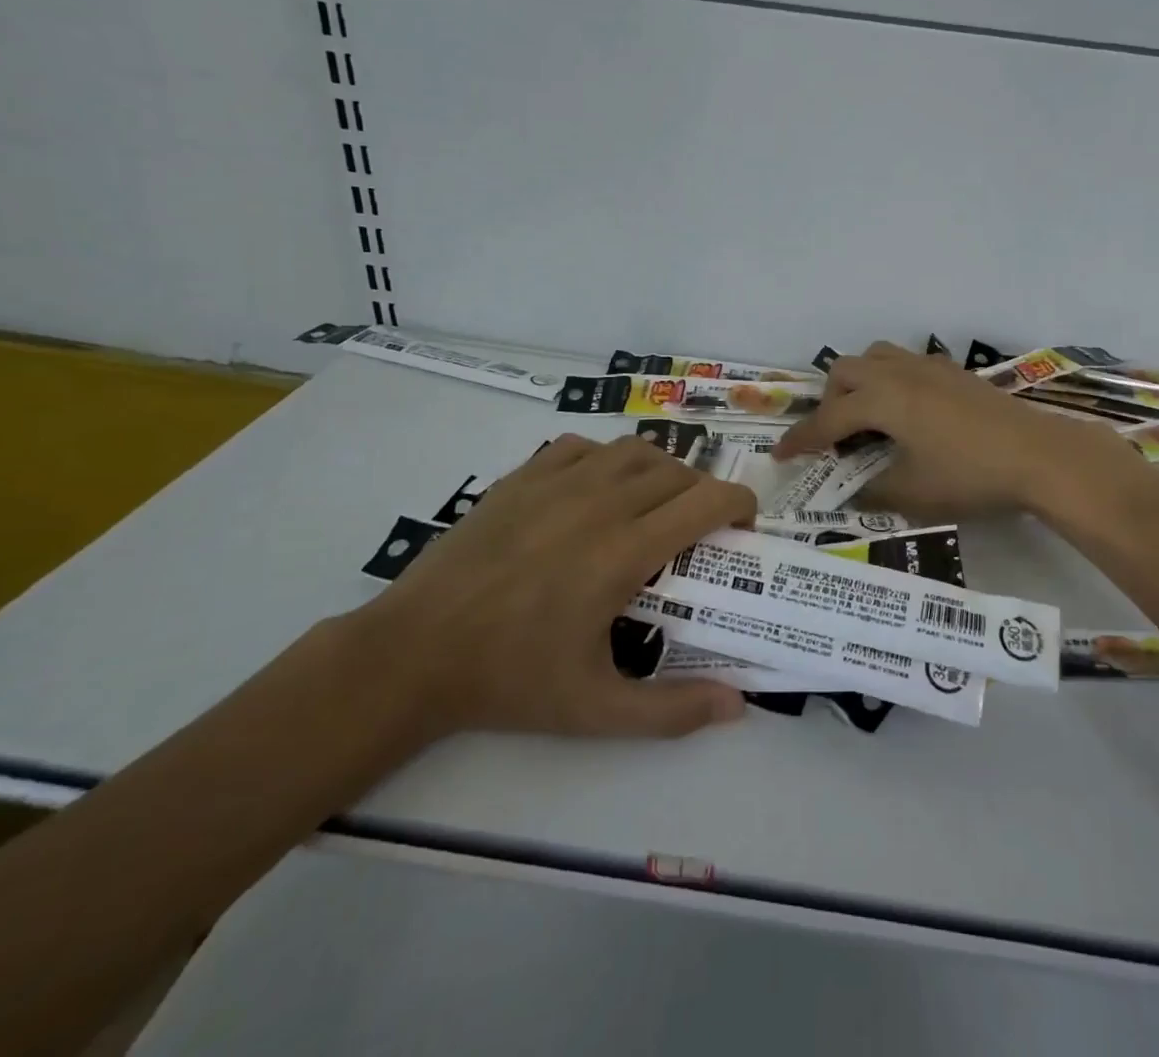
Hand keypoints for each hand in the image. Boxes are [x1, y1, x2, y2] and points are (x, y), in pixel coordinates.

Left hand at [359, 434, 754, 738]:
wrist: (414, 653)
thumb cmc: (510, 681)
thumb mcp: (596, 710)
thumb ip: (672, 711)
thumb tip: (737, 706)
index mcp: (624, 551)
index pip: (707, 501)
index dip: (740, 504)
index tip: (744, 525)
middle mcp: (600, 503)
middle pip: (678, 472)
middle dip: (702, 494)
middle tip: (698, 530)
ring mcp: (557, 483)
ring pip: (634, 450)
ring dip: (659, 471)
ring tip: (652, 505)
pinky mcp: (522, 477)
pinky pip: (584, 447)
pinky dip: (606, 460)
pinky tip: (595, 492)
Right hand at [772, 342, 1146, 520]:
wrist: (1039, 455)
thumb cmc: (969, 475)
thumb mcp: (913, 493)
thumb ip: (871, 491)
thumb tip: (850, 493)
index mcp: (882, 399)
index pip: (828, 418)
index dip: (801, 440)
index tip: (780, 456)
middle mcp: (899, 373)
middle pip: (845, 371)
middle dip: (830, 402)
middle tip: (836, 438)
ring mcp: (929, 367)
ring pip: (876, 357)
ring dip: (860, 383)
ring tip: (869, 419)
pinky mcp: (954, 372)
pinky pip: (905, 364)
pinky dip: (890, 382)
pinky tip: (909, 414)